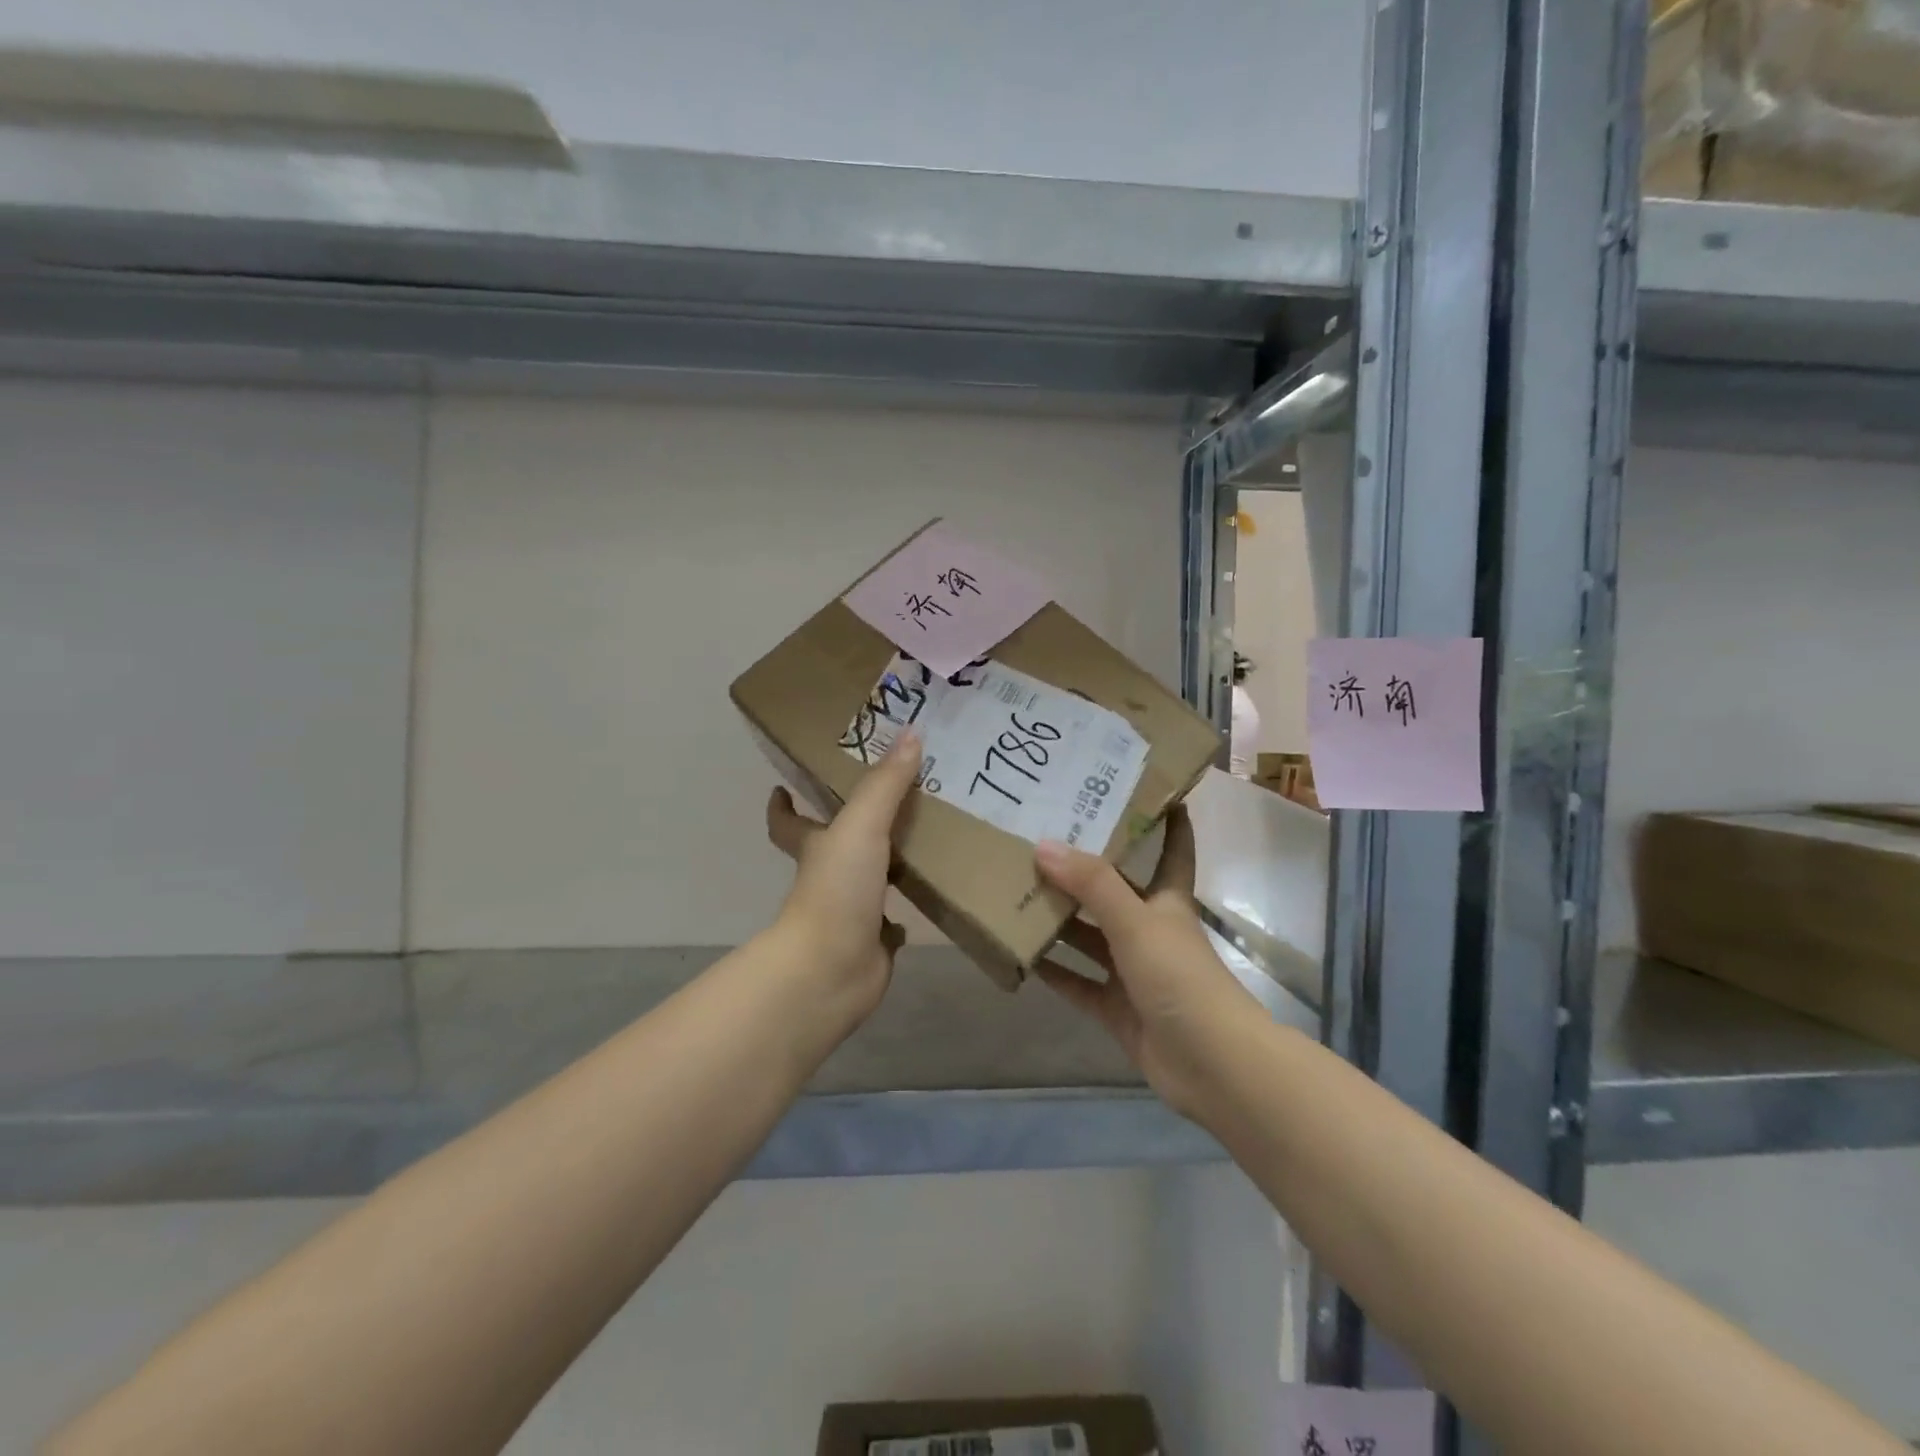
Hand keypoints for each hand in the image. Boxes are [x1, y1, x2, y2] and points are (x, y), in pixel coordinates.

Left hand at [764, 731, 922, 1026]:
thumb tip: (911, 734)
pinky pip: (889, 924)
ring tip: (921, 841)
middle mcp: (828, 877)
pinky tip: (927, 898)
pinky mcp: (872, 942)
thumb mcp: (861, 826)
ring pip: (867, 881)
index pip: (788, 822)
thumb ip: (885, 784)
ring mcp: (849, 912)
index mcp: (815, 847)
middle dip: (852, 827)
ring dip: (885, 865)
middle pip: (833, 846)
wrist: (833, 968)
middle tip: (889, 800)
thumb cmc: (837, 889)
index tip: (782, 786)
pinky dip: (902, 915)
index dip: (782, 805)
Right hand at [1034, 806, 1254, 1115]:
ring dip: (1060, 921)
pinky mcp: (1117, 1009)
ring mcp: (1133, 972)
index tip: (1149, 791)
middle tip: (1038, 839)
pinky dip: (1055, 972)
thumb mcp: (1136, 922)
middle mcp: (1150, 931)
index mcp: (1167, 902)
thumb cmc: (1181, 978)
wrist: (1211, 1064)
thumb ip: (1092, 885)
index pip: (1172, 851)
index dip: (1167, 822)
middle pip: (1114, 893)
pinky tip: (1022, 955)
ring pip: (1090, 938)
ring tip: (1016, 892)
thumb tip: (1044, 845)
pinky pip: (1078, 984)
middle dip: (1082, 871)